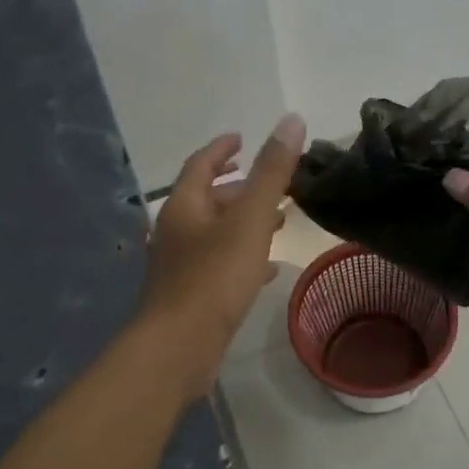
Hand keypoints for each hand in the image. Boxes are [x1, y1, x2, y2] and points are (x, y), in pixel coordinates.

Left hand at [138, 114, 305, 397]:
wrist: (178, 347)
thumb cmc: (213, 278)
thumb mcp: (249, 220)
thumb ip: (272, 173)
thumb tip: (292, 120)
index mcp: (184, 206)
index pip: (201, 164)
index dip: (223, 149)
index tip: (242, 139)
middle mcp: (177, 231)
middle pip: (208, 199)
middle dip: (240, 188)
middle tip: (272, 184)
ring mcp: (181, 265)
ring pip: (216, 233)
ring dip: (245, 223)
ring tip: (281, 221)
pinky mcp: (191, 295)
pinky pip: (221, 265)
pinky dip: (244, 257)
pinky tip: (269, 269)